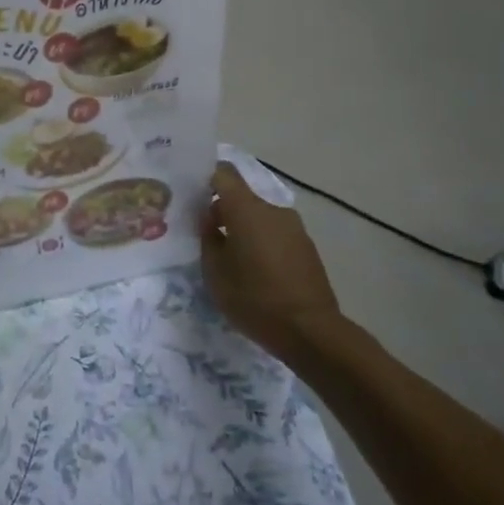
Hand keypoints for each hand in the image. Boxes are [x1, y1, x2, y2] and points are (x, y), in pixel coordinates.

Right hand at [200, 162, 346, 361]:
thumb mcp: (214, 271)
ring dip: (244, 230)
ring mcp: (294, 228)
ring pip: (259, 218)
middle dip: (223, 212)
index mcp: (246, 209)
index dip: (206, 176)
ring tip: (232, 260)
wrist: (310, 331)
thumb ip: (208, 238)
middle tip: (206, 236)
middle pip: (241, 197)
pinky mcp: (307, 248)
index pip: (223, 173)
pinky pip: (275, 234)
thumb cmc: (254, 298)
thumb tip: (210, 220)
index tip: (192, 193)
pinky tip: (256, 272)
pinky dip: (262, 243)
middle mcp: (273, 210)